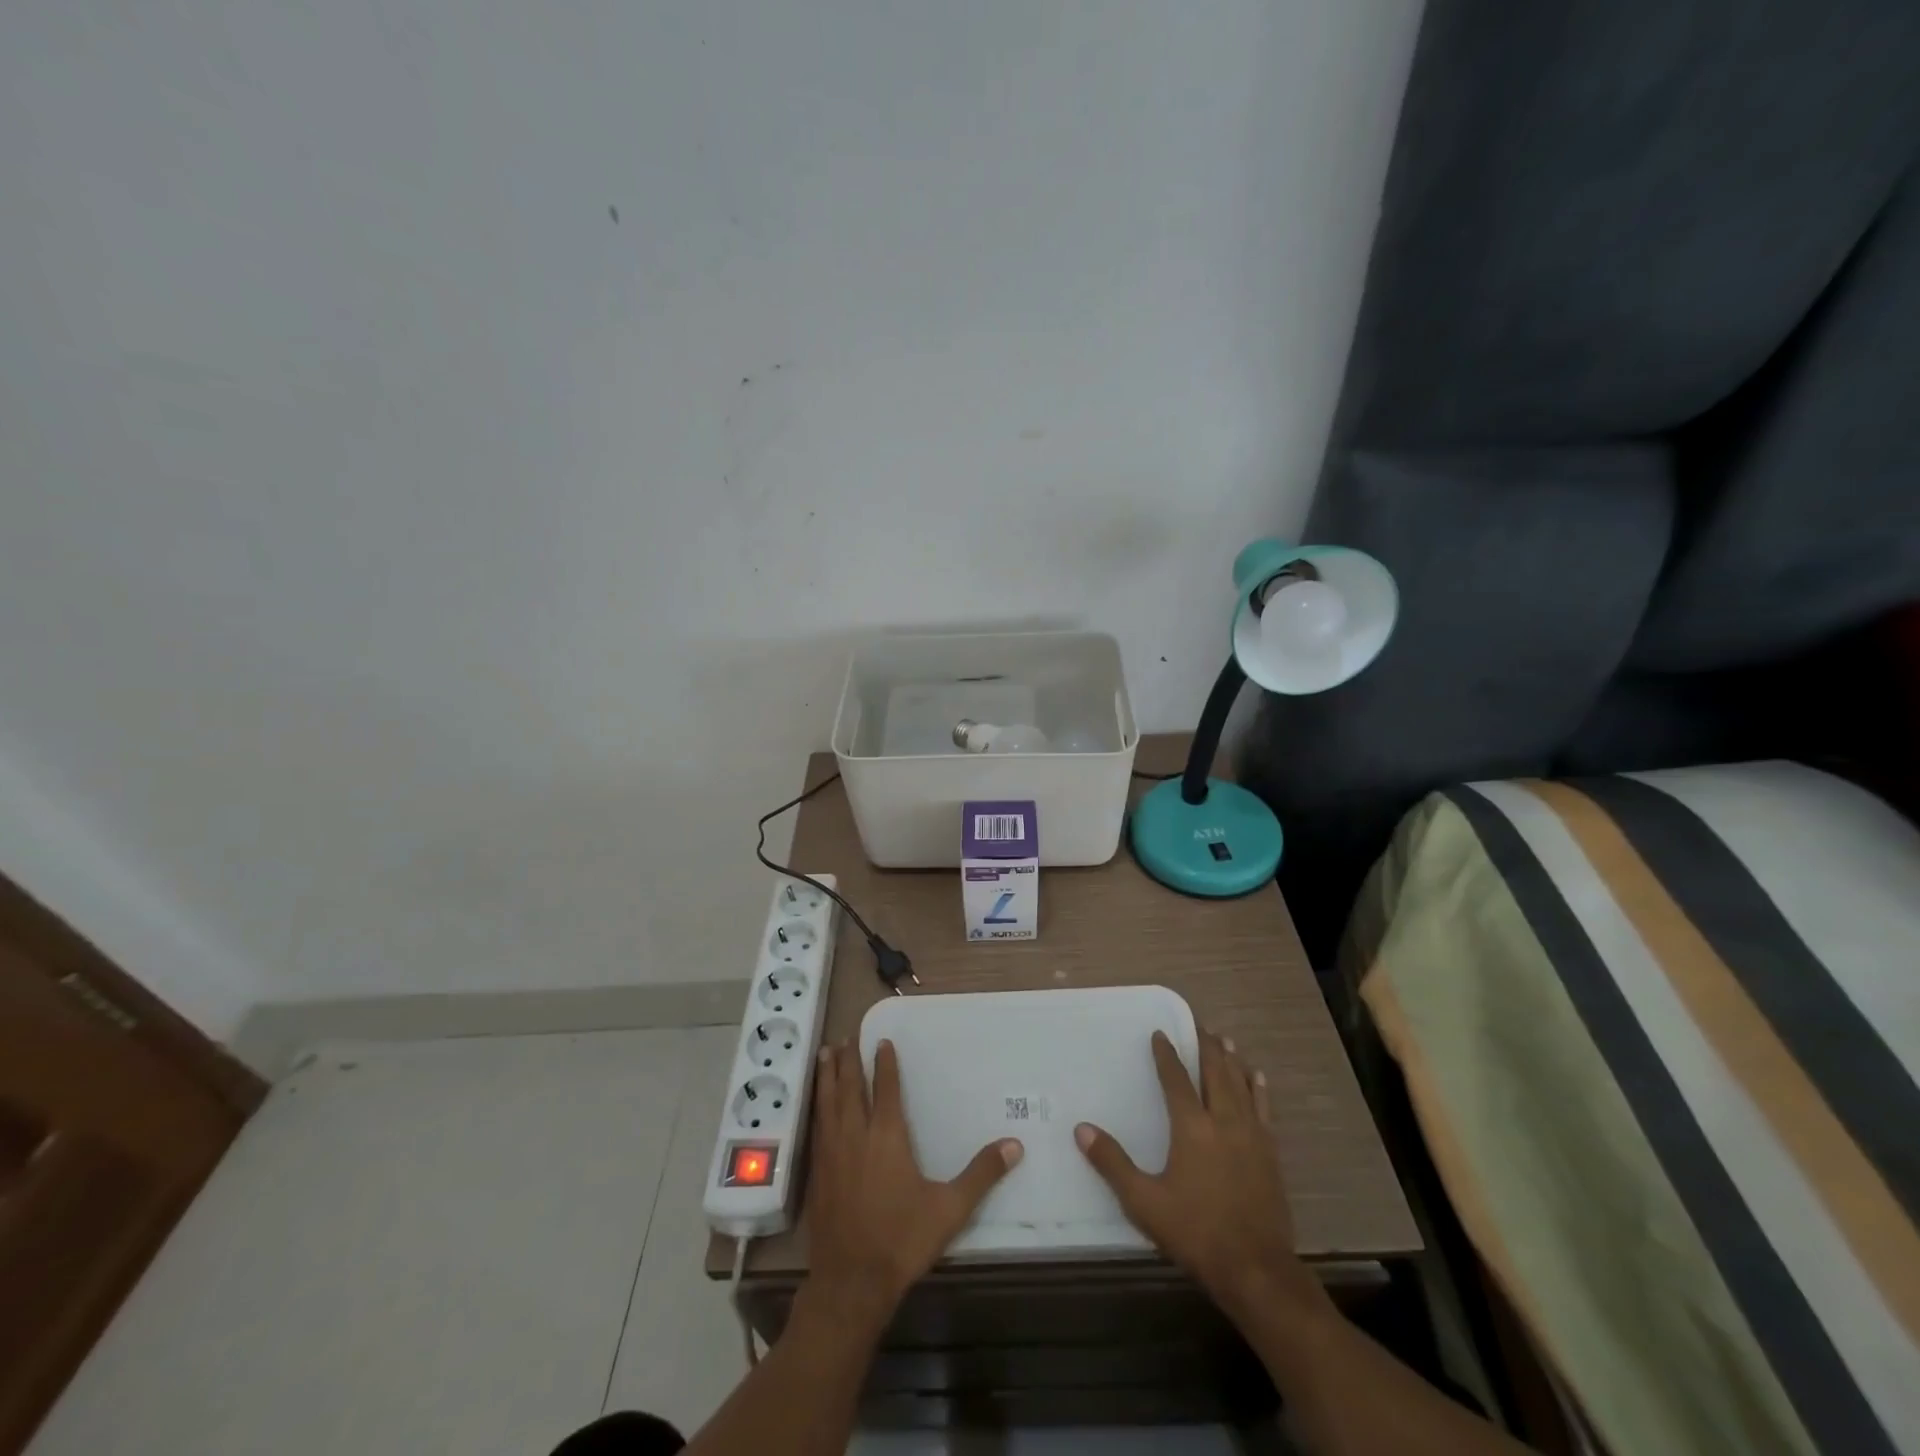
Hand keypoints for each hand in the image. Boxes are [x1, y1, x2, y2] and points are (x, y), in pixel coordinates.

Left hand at [804, 1041, 1022, 1326]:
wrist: (851, 1281)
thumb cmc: (902, 1239)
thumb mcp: (950, 1208)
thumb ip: (982, 1174)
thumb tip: (1014, 1145)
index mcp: (887, 1135)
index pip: (885, 1088)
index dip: (884, 1063)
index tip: (882, 1041)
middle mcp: (856, 1134)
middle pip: (849, 1087)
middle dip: (848, 1060)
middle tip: (845, 1037)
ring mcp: (832, 1152)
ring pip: (828, 1102)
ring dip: (827, 1076)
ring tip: (825, 1054)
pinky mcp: (817, 1172)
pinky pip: (816, 1126)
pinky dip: (817, 1106)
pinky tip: (817, 1105)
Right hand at [1075, 1030, 1315, 1322]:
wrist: (1256, 1269)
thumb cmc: (1196, 1232)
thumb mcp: (1144, 1202)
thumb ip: (1113, 1163)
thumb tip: (1081, 1129)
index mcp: (1192, 1127)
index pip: (1176, 1079)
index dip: (1167, 1054)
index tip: (1160, 1033)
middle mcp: (1223, 1121)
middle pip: (1215, 1072)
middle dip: (1205, 1046)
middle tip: (1198, 1025)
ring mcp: (1252, 1136)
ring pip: (1241, 1085)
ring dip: (1231, 1060)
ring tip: (1225, 1041)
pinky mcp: (1270, 1154)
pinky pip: (1264, 1109)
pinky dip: (1259, 1089)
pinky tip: (1258, 1078)